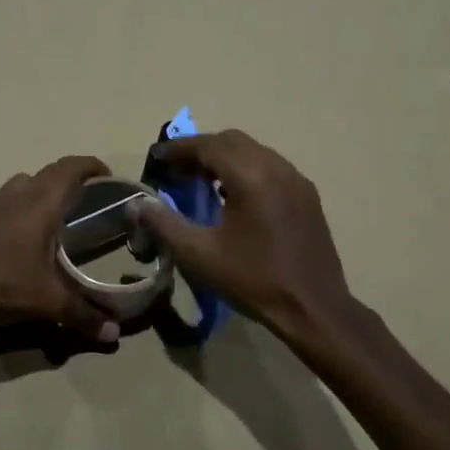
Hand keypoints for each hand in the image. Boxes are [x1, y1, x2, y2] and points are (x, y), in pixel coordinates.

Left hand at [0, 156, 120, 342]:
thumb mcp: (47, 302)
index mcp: (40, 204)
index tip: (106, 174)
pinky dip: (17, 211)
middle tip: (85, 197)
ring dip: (39, 191)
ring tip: (53, 216)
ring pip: (21, 186)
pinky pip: (2, 205)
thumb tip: (114, 334)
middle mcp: (16, 196)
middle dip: (69, 179)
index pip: (70, 169)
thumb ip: (82, 315)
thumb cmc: (0, 282)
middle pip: (47, 173)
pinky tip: (18, 240)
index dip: (90, 166)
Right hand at [133, 131, 351, 339]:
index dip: (179, 149)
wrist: (313, 308)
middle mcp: (277, 167)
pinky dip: (247, 170)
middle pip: (233, 141)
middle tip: (177, 170)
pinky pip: (271, 168)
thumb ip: (165, 224)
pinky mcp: (307, 196)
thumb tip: (137, 205)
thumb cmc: (253, 280)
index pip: (209, 145)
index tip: (157, 158)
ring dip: (225, 158)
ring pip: (255, 152)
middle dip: (201, 150)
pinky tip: (234, 197)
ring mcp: (297, 180)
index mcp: (251, 176)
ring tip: (202, 181)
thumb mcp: (199, 254)